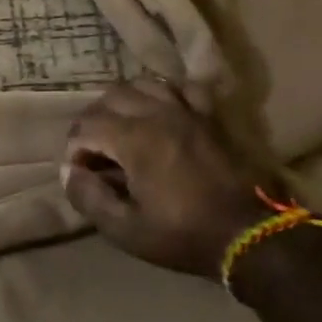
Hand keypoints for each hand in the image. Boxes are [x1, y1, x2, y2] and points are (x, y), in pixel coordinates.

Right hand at [60, 79, 270, 276]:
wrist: (251, 236)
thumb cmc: (184, 235)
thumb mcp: (126, 230)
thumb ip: (90, 198)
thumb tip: (70, 173)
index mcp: (134, 139)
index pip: (86, 126)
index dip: (74, 149)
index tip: (81, 173)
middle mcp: (158, 114)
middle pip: (111, 97)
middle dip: (94, 121)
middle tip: (95, 150)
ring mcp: (188, 110)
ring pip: (144, 84)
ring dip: (125, 102)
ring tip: (123, 128)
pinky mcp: (210, 116)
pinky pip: (184, 87)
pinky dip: (167, 94)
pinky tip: (163, 112)